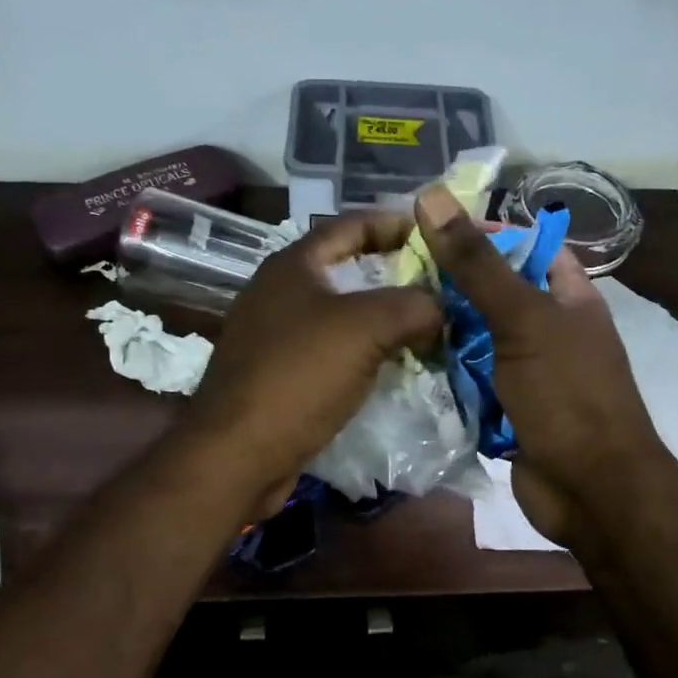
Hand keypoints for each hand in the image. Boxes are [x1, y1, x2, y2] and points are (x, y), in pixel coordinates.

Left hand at [184, 213, 441, 516]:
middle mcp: (277, 293)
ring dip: (379, 320)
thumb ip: (412, 306)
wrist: (238, 453)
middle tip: (437, 286)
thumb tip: (440, 307)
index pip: (350, 225)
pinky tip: (388, 369)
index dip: (393, 223)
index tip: (433, 233)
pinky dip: (360, 354)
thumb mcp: (366, 329)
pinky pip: (327, 353)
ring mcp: (272, 337)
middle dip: (392, 276)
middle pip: (344, 270)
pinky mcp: (274, 376)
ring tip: (423, 328)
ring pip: (337, 316)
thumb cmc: (298, 376)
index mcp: (292, 266)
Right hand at [414, 185, 667, 546]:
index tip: (426, 230)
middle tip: (391, 274)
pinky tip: (402, 361)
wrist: (591, 490)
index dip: (483, 234)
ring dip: (439, 333)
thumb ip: (477, 264)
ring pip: (474, 340)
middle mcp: (548, 330)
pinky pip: (468, 381)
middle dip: (448, 287)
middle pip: (492, 295)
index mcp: (568, 298)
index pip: (525, 247)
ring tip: (387, 313)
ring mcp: (526, 373)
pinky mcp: (505, 409)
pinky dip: (443, 375)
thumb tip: (432, 198)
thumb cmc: (567, 395)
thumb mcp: (523, 320)